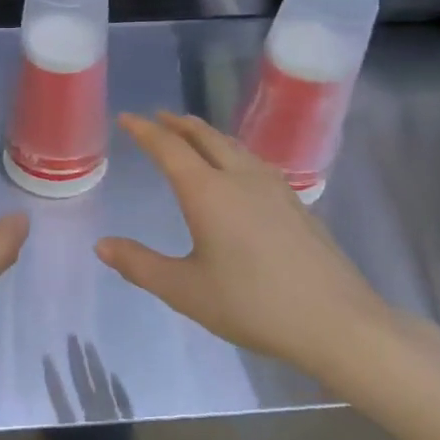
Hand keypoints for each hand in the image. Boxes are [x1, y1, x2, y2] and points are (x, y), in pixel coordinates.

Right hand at [95, 112, 396, 386]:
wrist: (337, 322)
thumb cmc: (253, 304)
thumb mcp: (185, 290)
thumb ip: (140, 265)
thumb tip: (102, 246)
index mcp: (207, 192)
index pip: (169, 148)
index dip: (144, 131)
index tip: (126, 117)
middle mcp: (239, 177)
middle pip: (205, 137)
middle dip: (178, 124)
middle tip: (159, 117)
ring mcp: (274, 187)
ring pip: (233, 146)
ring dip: (207, 135)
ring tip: (194, 136)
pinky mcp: (296, 203)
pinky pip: (254, 161)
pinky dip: (232, 151)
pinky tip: (239, 169)